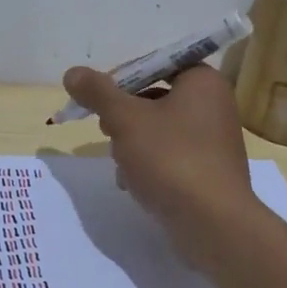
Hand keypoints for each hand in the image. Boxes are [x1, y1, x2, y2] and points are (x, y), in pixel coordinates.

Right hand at [60, 63, 260, 264]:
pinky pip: (169, 157)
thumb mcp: (126, 119)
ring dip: (131, 144)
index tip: (97, 99)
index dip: (121, 78)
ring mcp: (212, 141)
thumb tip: (73, 72)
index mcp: (202, 81)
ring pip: (157, 130)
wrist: (213, 224)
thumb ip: (98, 93)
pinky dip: (148, 165)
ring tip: (121, 164)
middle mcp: (213, 105)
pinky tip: (132, 184)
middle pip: (153, 97)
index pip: (154, 63)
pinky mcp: (207, 172)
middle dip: (124, 116)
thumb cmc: (171, 159)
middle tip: (106, 130)